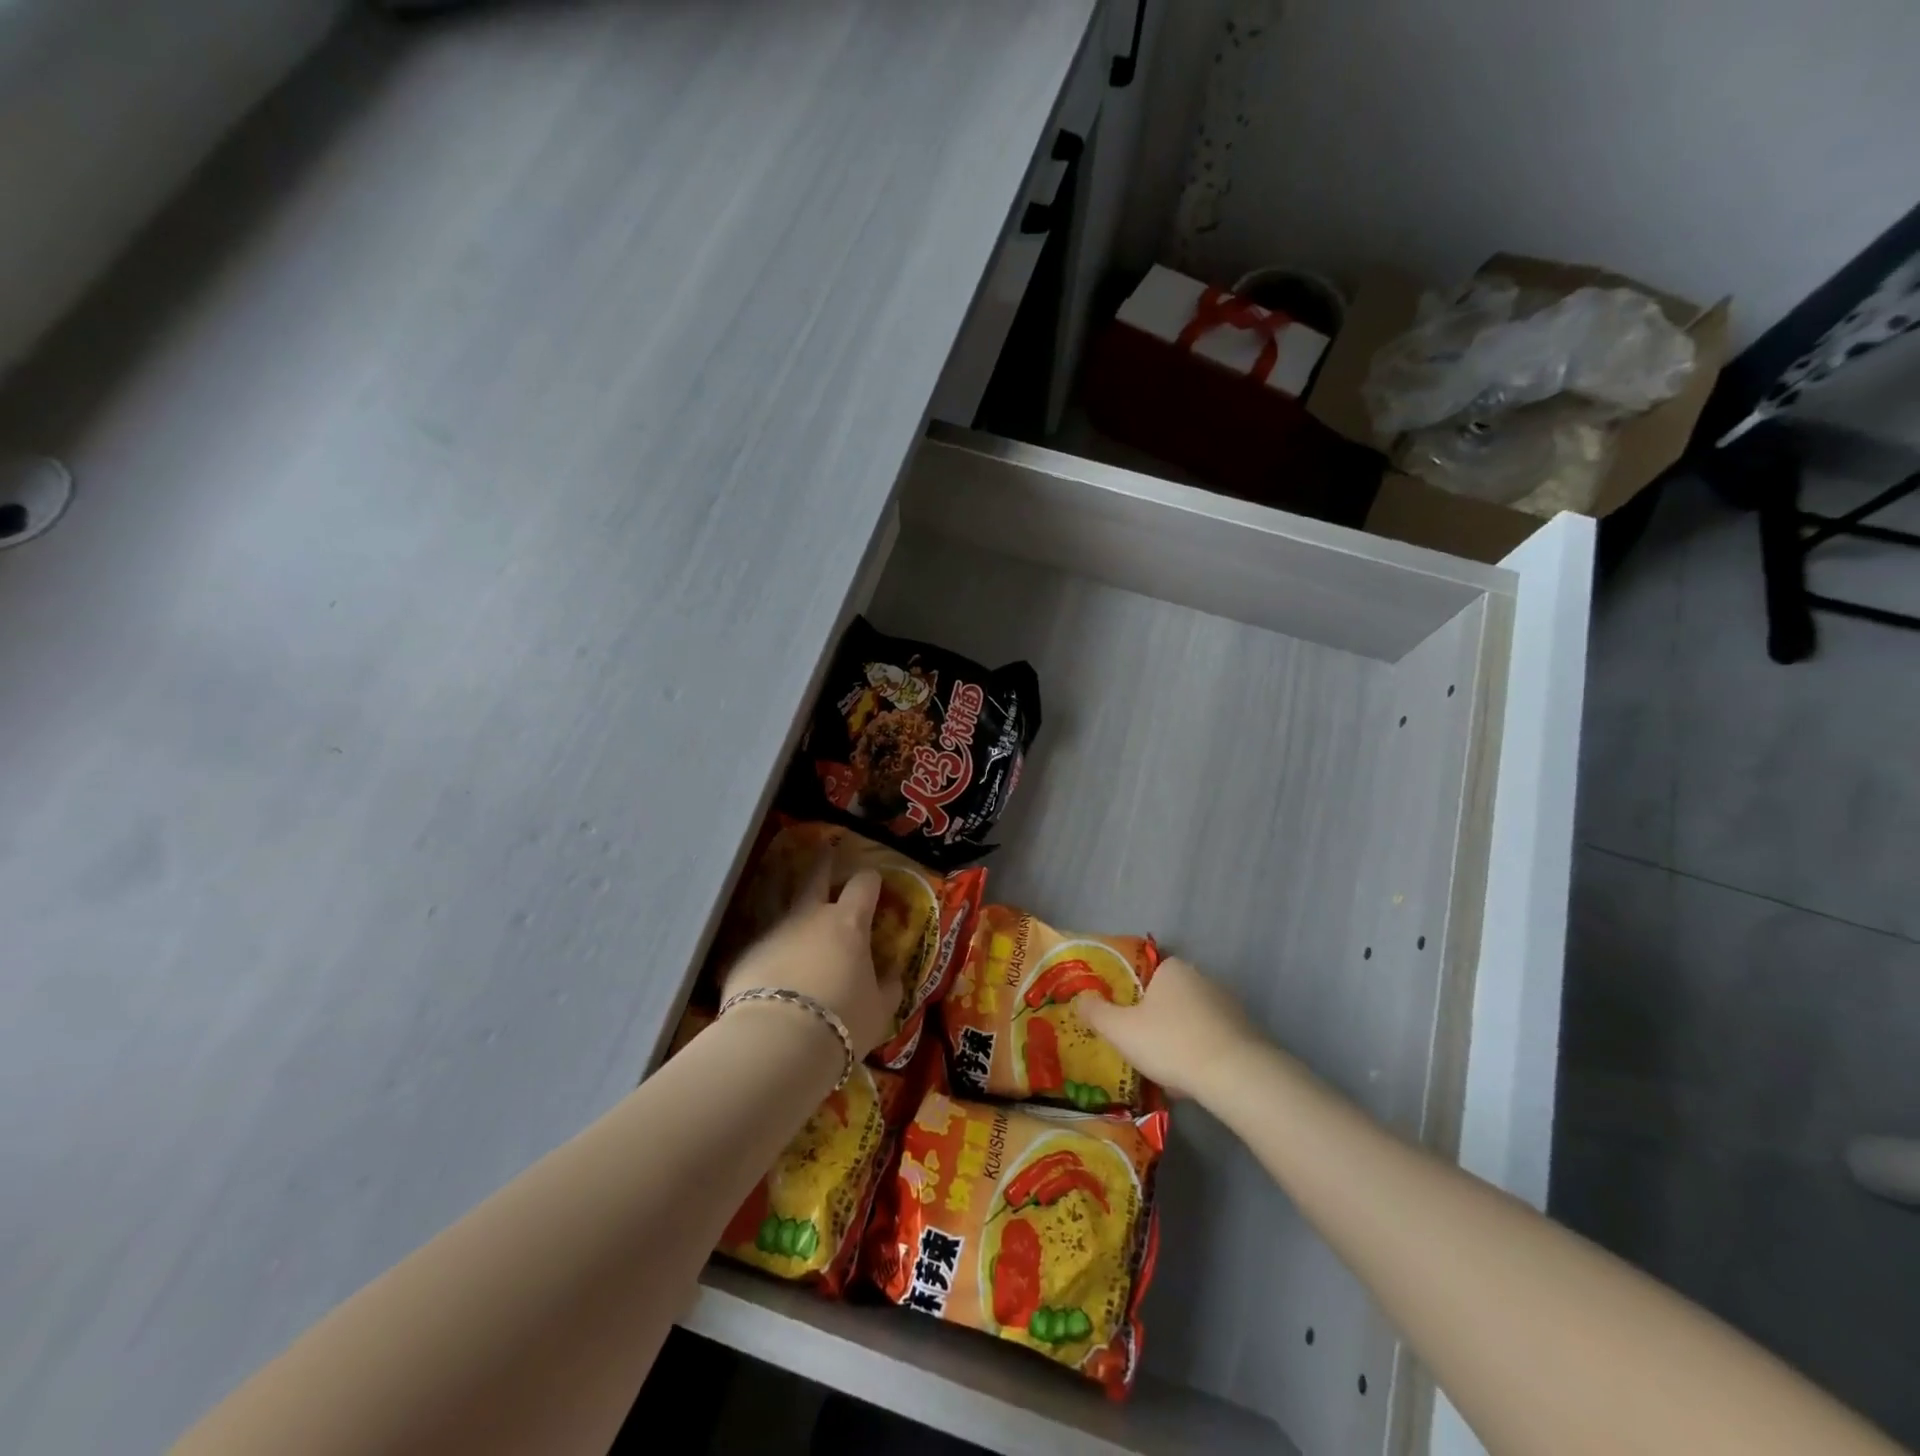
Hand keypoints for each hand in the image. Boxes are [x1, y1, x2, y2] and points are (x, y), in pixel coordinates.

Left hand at [721, 863, 902, 1056]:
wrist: (776, 1043)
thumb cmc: (841, 1021)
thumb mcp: (879, 1010)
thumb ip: (888, 987)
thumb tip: (893, 975)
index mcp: (848, 923)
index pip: (863, 883)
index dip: (870, 880)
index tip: (873, 883)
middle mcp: (809, 917)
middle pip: (816, 876)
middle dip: (823, 864)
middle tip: (826, 853)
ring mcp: (773, 932)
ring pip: (786, 911)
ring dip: (796, 916)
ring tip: (799, 932)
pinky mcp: (744, 955)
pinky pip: (764, 947)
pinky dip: (772, 955)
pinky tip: (772, 976)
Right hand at [1072, 957, 1264, 1101]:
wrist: (1235, 1075)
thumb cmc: (1171, 1042)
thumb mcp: (1121, 1029)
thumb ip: (1096, 1012)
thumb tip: (1081, 999)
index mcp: (1172, 968)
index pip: (1145, 970)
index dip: (1130, 992)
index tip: (1122, 1016)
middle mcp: (1202, 977)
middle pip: (1167, 996)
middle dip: (1153, 1018)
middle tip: (1137, 1044)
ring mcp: (1227, 1004)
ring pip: (1189, 1019)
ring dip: (1176, 1038)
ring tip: (1163, 1068)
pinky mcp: (1245, 1031)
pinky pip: (1210, 1038)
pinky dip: (1198, 1053)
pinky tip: (1190, 1079)